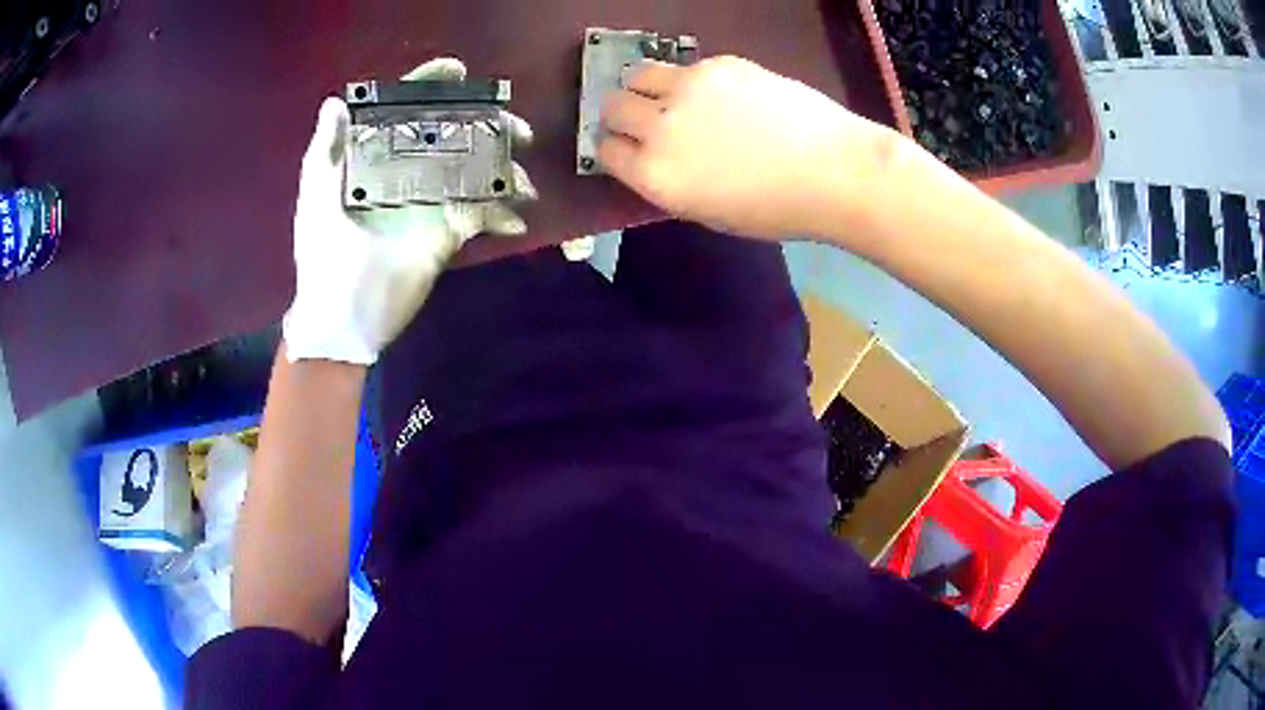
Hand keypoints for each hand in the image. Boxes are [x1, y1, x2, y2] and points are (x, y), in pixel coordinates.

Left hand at [283, 58, 535, 364]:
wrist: (343, 322)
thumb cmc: (324, 259)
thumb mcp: (316, 200)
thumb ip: (324, 152)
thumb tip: (335, 101)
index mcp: (375, 158)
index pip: (404, 110)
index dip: (429, 85)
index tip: (458, 71)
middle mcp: (407, 170)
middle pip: (452, 132)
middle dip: (488, 124)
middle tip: (516, 130)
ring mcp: (431, 201)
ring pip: (476, 169)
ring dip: (505, 168)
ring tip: (524, 181)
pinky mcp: (449, 232)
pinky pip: (483, 213)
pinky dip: (503, 214)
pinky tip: (515, 220)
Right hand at [598, 56, 895, 238]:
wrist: (834, 170)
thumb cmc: (776, 208)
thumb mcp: (708, 212)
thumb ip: (668, 182)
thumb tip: (650, 157)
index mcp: (655, 175)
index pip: (606, 152)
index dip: (614, 150)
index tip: (626, 149)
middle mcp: (659, 127)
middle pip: (612, 107)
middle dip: (621, 115)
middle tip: (645, 120)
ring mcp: (687, 88)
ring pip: (637, 75)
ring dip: (644, 87)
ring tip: (671, 97)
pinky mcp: (717, 64)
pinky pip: (684, 67)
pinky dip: (690, 80)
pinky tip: (721, 95)